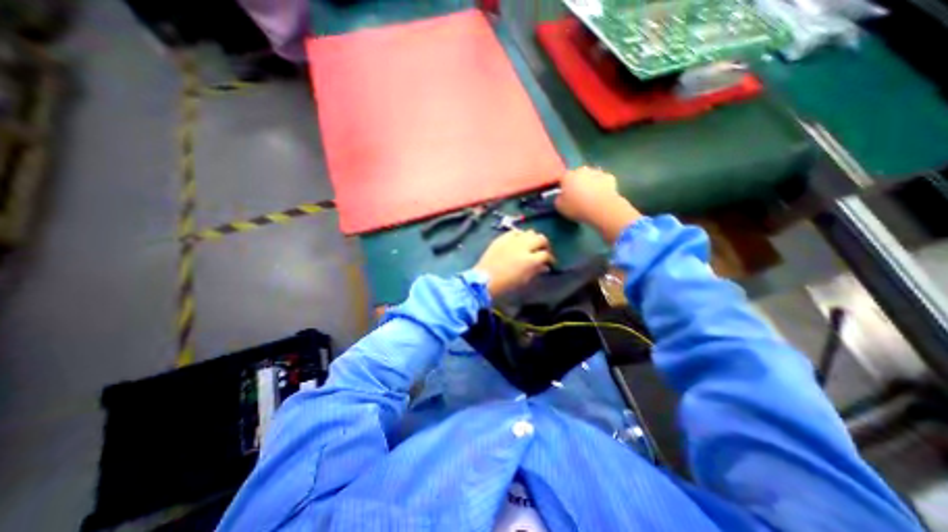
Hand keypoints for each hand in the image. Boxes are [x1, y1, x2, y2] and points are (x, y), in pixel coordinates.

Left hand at [473, 229, 555, 295]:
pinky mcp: (502, 238)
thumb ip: (536, 271)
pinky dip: (519, 235)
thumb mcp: (524, 280)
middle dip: (544, 245)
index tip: (550, 263)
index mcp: (530, 260)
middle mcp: (523, 247)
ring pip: (529, 232)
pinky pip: (515, 232)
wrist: (485, 280)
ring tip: (531, 245)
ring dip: (533, 238)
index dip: (550, 259)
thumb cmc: (506, 284)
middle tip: (542, 251)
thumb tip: (544, 266)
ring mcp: (512, 240)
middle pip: (541, 239)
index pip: (546, 255)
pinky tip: (518, 241)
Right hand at [557, 166, 623, 221]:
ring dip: (589, 184)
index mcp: (567, 176)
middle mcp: (581, 170)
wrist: (602, 208)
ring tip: (590, 197)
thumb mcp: (560, 207)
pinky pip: (602, 181)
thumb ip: (558, 199)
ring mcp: (597, 172)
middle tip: (577, 197)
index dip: (563, 188)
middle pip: (577, 176)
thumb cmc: (577, 207)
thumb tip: (561, 196)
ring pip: (590, 177)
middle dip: (577, 184)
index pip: (562, 179)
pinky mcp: (609, 177)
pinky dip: (601, 186)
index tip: (564, 196)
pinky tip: (601, 196)